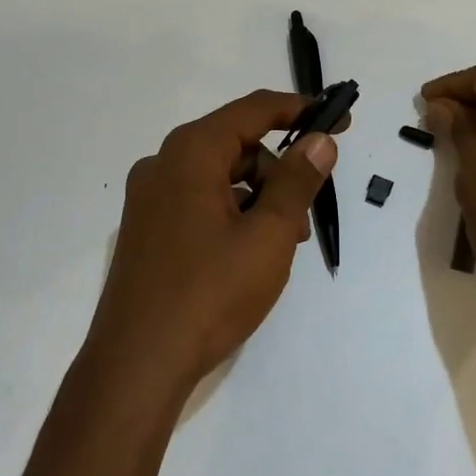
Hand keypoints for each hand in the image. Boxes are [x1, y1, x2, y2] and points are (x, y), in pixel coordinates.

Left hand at [86, 90, 338, 395]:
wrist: (136, 365)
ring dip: (258, 199)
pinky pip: (200, 201)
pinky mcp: (147, 228)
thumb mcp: (268, 235)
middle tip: (306, 217)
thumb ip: (297, 181)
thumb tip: (320, 140)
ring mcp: (150, 198)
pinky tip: (249, 255)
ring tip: (281, 246)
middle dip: (278, 172)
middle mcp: (164, 164)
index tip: (338, 121)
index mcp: (191, 152)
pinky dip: (232, 214)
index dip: (300, 110)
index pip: (254, 110)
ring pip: (220, 177)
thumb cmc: (210, 293)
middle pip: (237, 145)